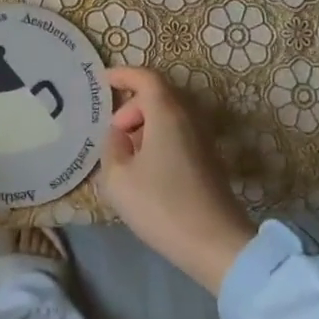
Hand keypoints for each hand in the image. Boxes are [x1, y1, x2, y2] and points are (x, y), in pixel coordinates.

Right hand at [101, 66, 254, 293]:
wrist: (215, 244)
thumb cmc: (161, 206)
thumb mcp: (118, 178)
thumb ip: (112, 147)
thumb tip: (119, 135)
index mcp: (166, 114)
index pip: (146, 78)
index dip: (123, 75)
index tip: (102, 80)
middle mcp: (189, 118)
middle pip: (158, 96)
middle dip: (131, 106)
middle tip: (113, 132)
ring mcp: (202, 139)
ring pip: (168, 116)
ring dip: (144, 125)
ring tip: (125, 153)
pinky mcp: (208, 160)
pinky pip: (177, 133)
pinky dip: (157, 138)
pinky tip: (144, 168)